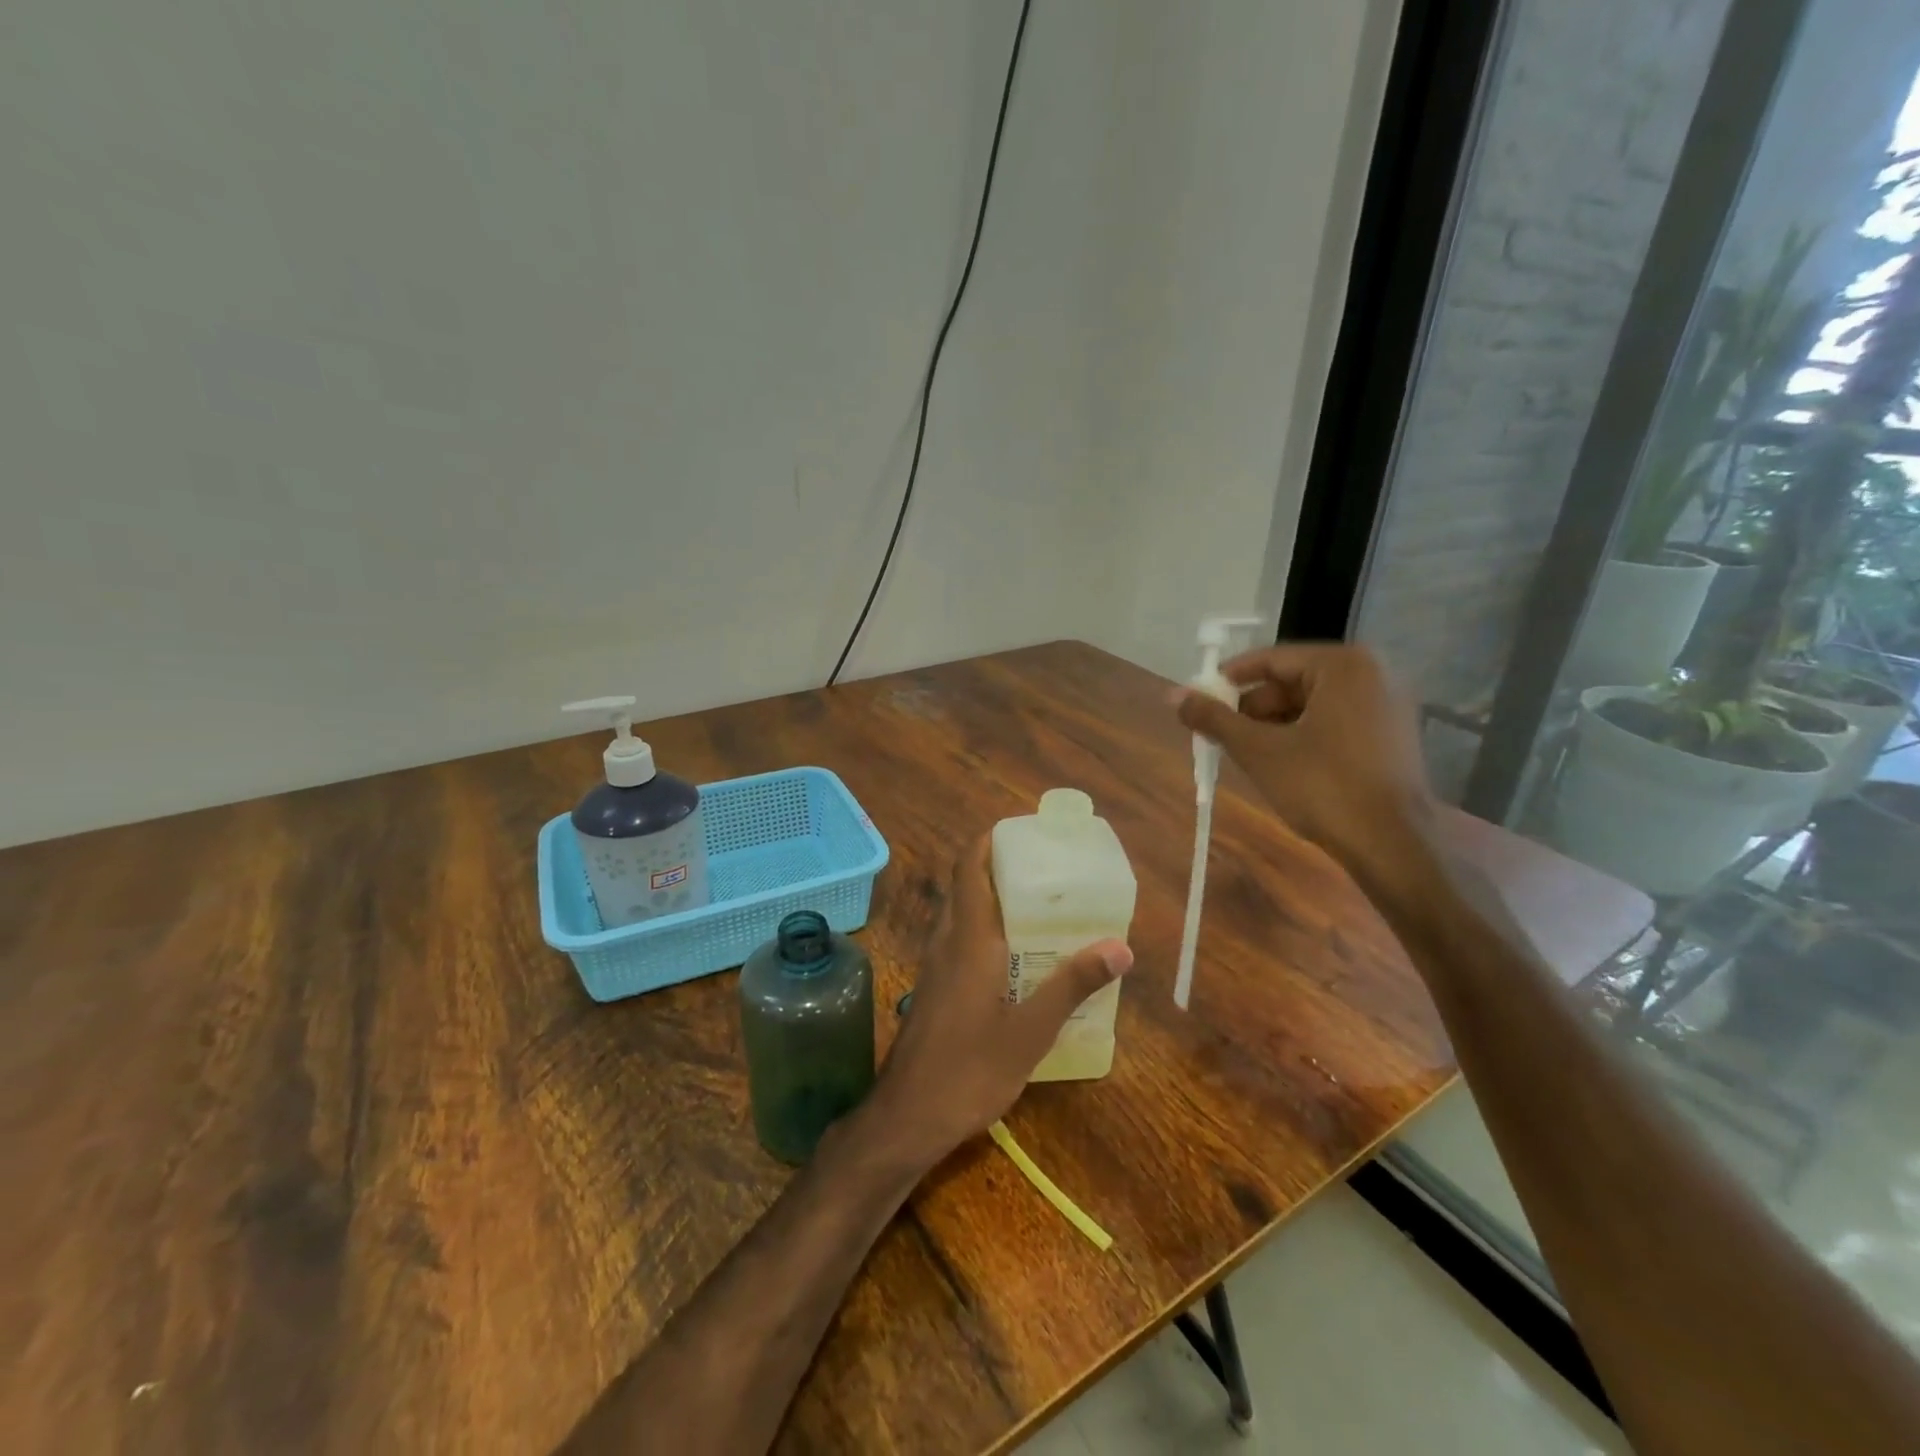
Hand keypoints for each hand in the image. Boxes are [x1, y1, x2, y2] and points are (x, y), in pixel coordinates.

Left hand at [870, 836, 1131, 1166]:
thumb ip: (1072, 985)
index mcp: (968, 939)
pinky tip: (1012, 957)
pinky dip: (982, 930)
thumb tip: (1120, 947)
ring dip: (988, 899)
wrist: (908, 1118)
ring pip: (959, 914)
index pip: (968, 868)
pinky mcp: (933, 989)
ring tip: (1035, 905)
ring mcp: (934, 966)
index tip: (1020, 831)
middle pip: (964, 886)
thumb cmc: (969, 1070)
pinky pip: (957, 941)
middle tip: (1041, 868)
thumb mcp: (1031, 1030)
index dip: (987, 841)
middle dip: (996, 867)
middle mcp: (946, 942)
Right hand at [1175, 643, 1435, 893]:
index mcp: (1343, 665)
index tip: (1199, 701)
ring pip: (1312, 704)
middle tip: (1218, 733)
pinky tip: (1279, 764)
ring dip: (1274, 725)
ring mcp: (1388, 705)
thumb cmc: (1323, 787)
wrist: (1392, 845)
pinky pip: (1335, 722)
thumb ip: (1214, 718)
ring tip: (1243, 753)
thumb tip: (1173, 695)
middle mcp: (1373, 673)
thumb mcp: (1258, 750)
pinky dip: (1303, 736)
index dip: (1228, 681)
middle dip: (1251, 708)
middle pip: (1293, 681)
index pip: (1271, 659)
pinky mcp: (1393, 735)